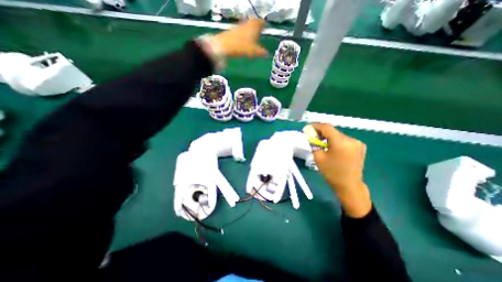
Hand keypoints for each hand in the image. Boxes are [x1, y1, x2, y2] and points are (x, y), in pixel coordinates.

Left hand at [210, 17, 265, 56]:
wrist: (225, 46)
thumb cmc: (242, 47)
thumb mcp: (254, 51)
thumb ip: (261, 52)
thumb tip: (267, 53)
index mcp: (255, 26)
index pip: (262, 22)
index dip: (264, 26)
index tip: (265, 30)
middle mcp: (247, 23)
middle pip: (254, 23)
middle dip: (257, 28)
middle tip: (259, 35)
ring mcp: (239, 26)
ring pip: (247, 27)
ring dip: (250, 32)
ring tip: (252, 40)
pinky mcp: (233, 31)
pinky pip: (241, 32)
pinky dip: (243, 35)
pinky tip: (243, 42)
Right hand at [311, 124, 371, 217]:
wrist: (349, 186)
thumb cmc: (332, 173)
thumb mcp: (318, 157)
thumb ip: (313, 143)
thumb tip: (310, 134)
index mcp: (341, 142)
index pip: (326, 127)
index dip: (315, 126)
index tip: (307, 128)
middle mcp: (351, 139)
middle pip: (332, 131)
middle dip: (321, 132)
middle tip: (312, 136)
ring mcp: (357, 143)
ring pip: (338, 135)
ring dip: (328, 137)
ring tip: (321, 143)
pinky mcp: (360, 147)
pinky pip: (344, 140)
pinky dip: (335, 141)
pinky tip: (331, 147)